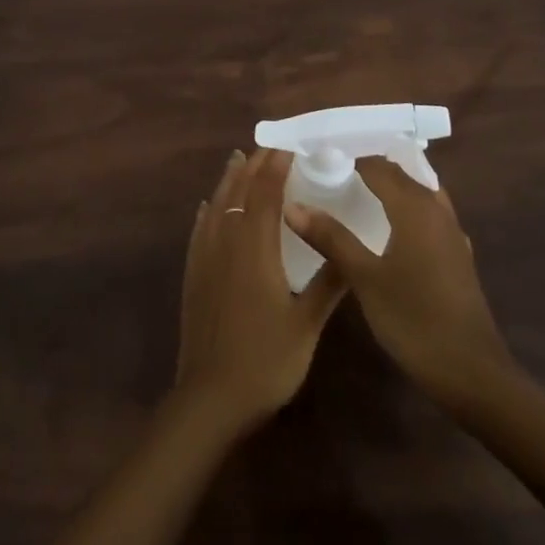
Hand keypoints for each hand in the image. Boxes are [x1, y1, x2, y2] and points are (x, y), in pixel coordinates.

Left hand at [175, 148, 343, 435]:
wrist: (210, 397)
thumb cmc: (265, 361)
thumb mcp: (306, 325)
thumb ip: (328, 284)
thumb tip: (351, 251)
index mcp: (255, 248)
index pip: (265, 194)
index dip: (275, 167)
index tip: (288, 147)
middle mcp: (226, 242)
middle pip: (238, 192)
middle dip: (253, 166)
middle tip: (267, 147)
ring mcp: (205, 257)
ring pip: (216, 205)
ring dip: (229, 180)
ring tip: (238, 160)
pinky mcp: (194, 274)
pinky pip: (199, 229)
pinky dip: (208, 210)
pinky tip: (208, 207)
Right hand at [284, 155, 509, 412]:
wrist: (473, 375)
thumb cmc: (415, 320)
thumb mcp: (365, 278)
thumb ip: (331, 237)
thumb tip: (293, 205)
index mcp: (415, 207)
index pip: (378, 165)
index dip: (348, 155)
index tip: (317, 155)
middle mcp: (437, 211)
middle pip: (400, 174)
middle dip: (368, 166)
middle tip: (329, 168)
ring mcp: (451, 234)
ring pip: (418, 192)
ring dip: (391, 185)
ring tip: (354, 189)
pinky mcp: (456, 256)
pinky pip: (428, 214)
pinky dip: (405, 207)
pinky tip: (387, 226)